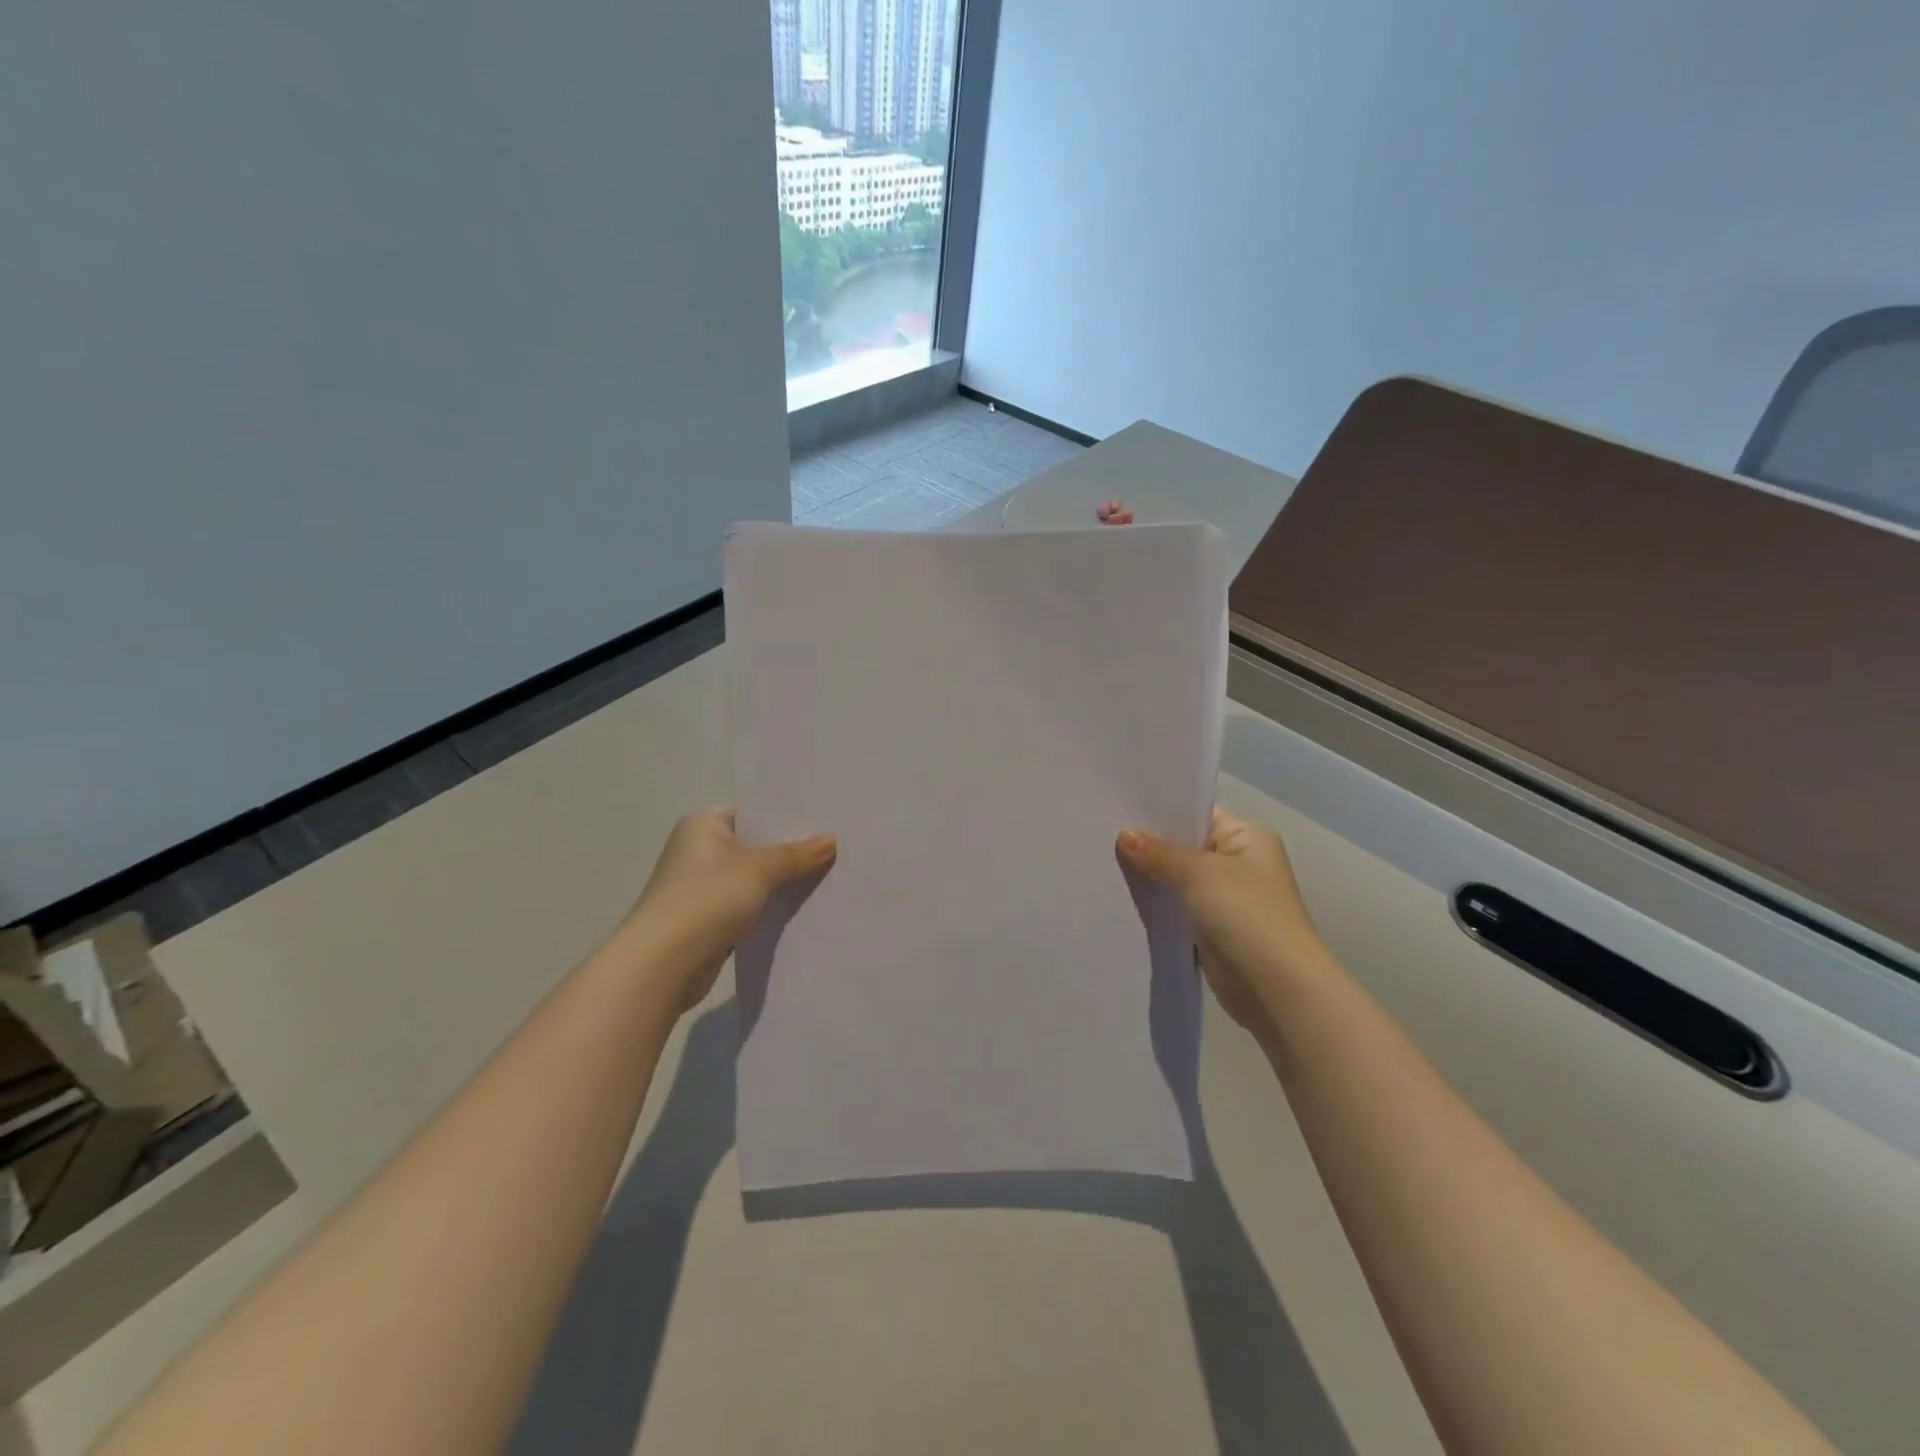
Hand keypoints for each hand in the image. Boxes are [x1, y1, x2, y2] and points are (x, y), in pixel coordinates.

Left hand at [617, 806, 836, 1012]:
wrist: (662, 965)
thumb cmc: (706, 900)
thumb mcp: (758, 870)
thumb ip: (796, 855)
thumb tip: (832, 839)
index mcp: (703, 824)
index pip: (752, 810)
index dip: (785, 815)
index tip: (824, 818)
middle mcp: (699, 849)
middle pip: (754, 844)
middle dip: (790, 849)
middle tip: (835, 846)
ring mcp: (702, 886)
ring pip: (753, 877)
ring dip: (781, 881)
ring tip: (828, 874)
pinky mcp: (708, 918)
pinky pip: (748, 904)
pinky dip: (770, 906)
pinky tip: (802, 907)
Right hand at [1117, 808, 1324, 1036]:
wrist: (1276, 989)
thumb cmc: (1245, 915)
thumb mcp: (1198, 873)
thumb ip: (1158, 853)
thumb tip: (1124, 835)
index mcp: (1247, 838)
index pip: (1198, 813)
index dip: (1160, 810)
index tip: (1118, 807)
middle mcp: (1239, 863)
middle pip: (1184, 846)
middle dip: (1148, 845)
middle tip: (1102, 834)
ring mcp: (1226, 899)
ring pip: (1177, 880)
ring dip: (1150, 878)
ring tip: (1103, 864)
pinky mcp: (1212, 931)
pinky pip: (1177, 910)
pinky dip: (1156, 908)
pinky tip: (1120, 899)